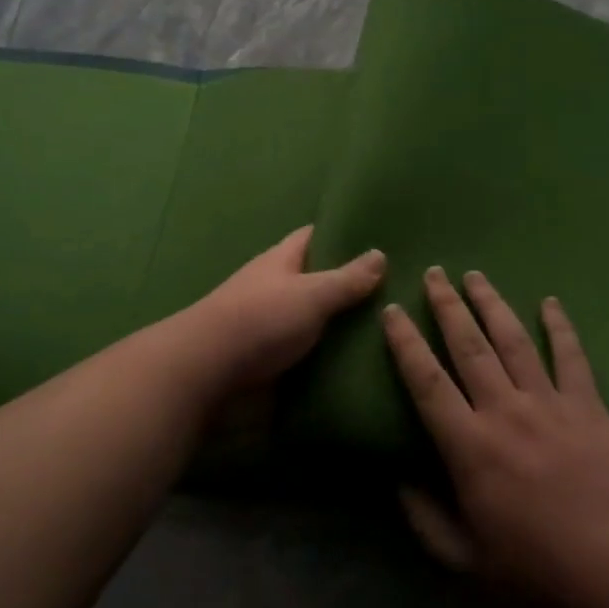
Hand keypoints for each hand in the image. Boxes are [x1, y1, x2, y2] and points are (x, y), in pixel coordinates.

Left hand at [186, 227, 386, 394]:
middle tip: (400, 291)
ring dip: (343, 324)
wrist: (208, 373)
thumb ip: (346, 278)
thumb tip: (380, 253)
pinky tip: (363, 362)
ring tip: (392, 328)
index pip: (315, 236)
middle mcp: (276, 287)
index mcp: (282, 260)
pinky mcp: (272, 360)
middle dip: (351, 284)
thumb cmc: (260, 320)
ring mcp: (272, 325)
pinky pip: (309, 352)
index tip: (381, 238)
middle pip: (318, 279)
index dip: (344, 234)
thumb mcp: (311, 294)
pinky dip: (330, 356)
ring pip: (316, 318)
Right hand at [383, 267, 608, 607]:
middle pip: (468, 346)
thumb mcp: (469, 562)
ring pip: (513, 340)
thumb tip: (398, 482)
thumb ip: (427, 521)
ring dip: (491, 304)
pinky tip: (550, 302)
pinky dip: (560, 326)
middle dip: (447, 305)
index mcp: (470, 447)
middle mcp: (504, 411)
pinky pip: (571, 357)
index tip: (392, 311)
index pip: (426, 381)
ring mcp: (550, 404)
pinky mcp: (589, 407)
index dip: (405, 343)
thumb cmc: (541, 572)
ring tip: (475, 275)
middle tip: (434, 273)